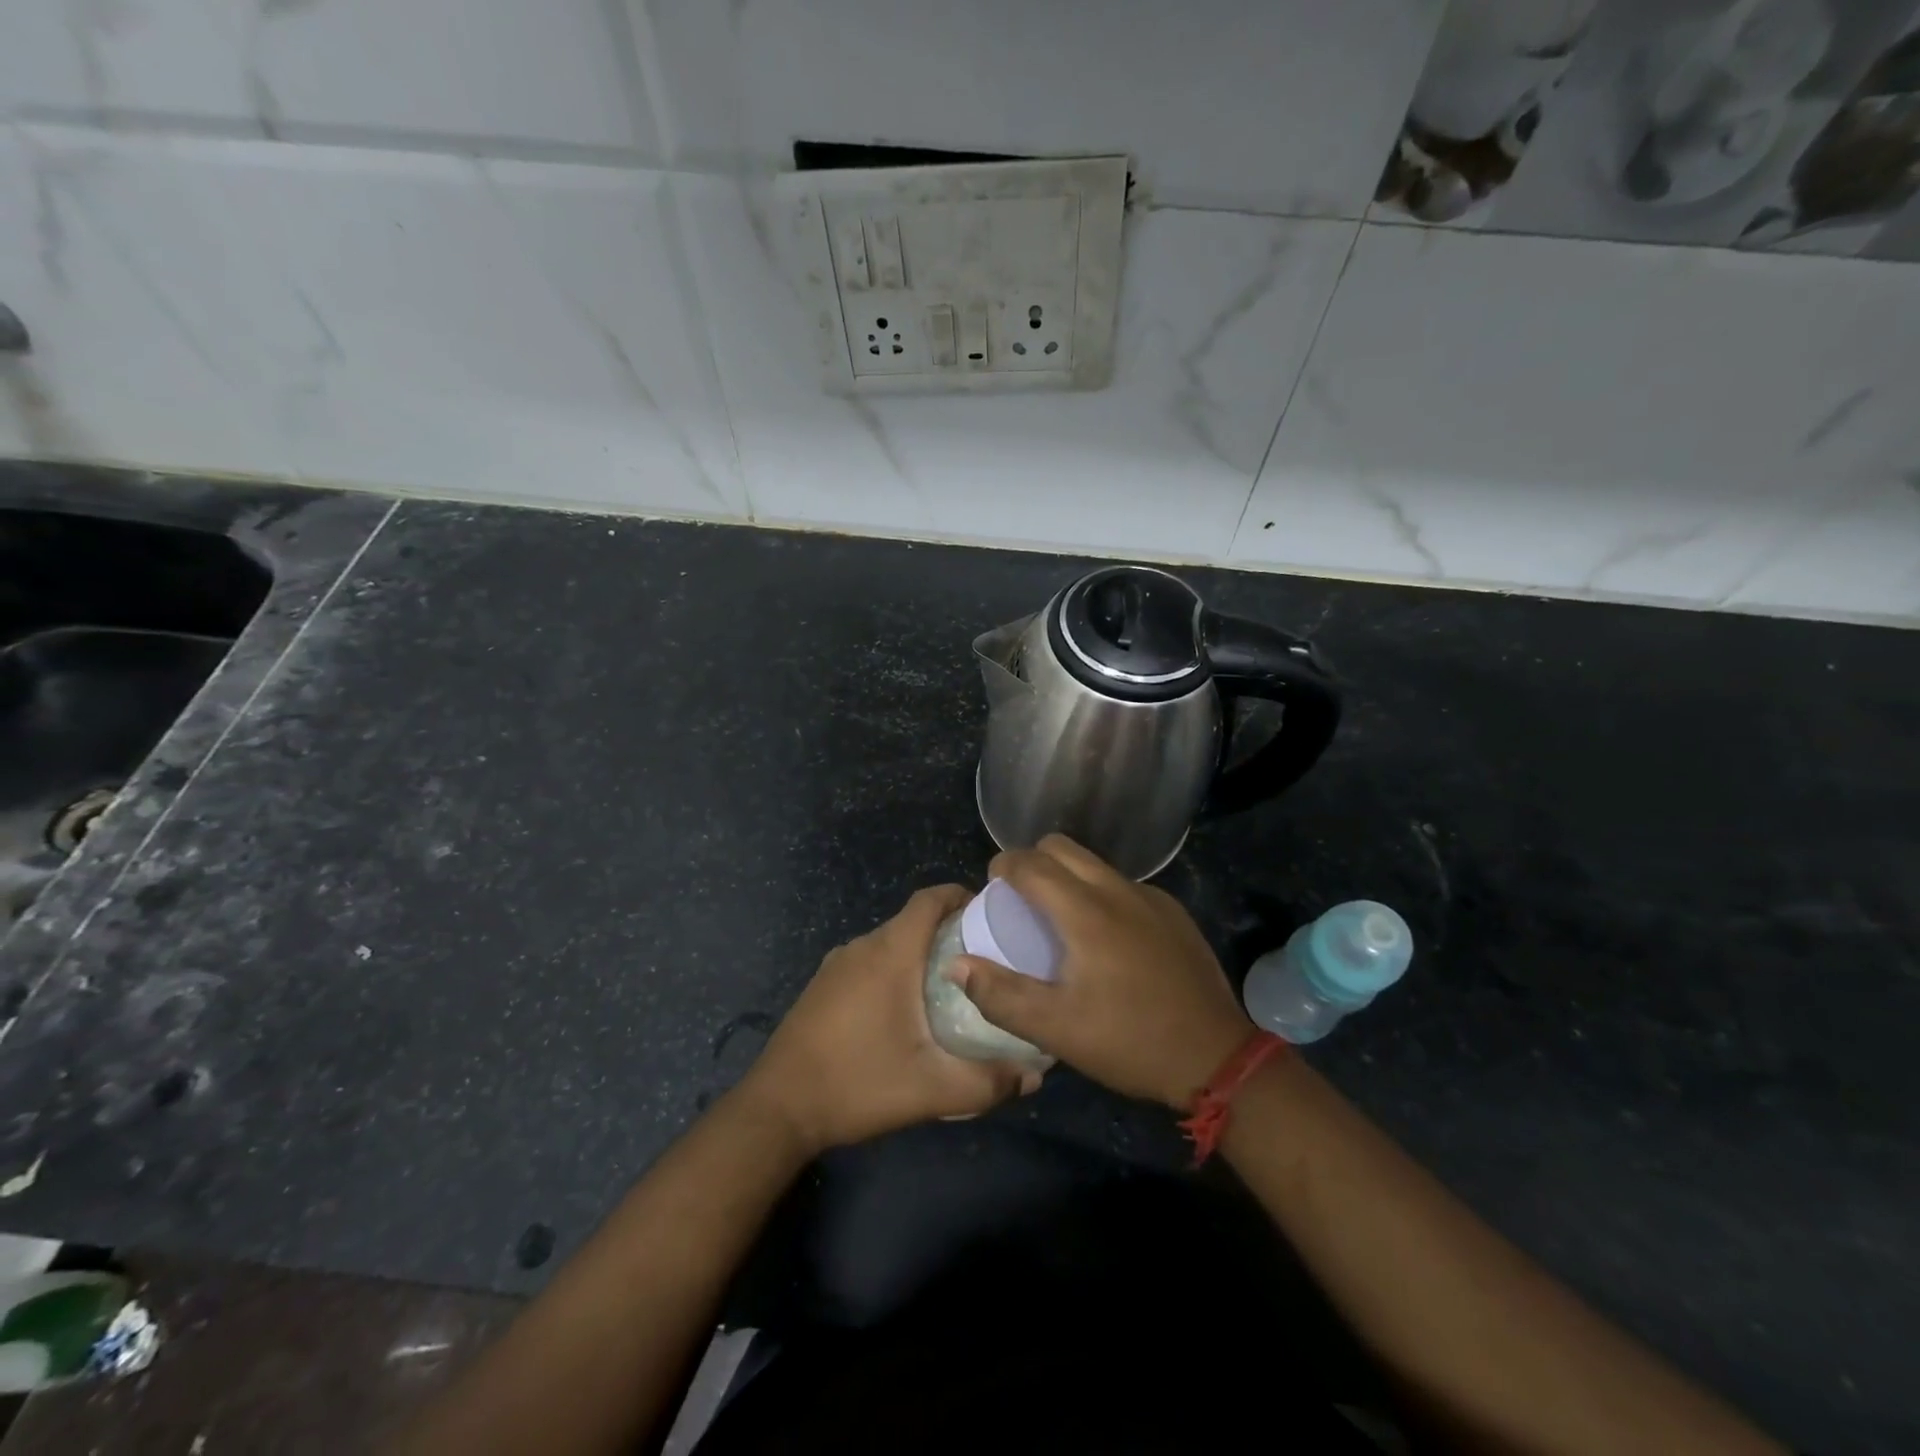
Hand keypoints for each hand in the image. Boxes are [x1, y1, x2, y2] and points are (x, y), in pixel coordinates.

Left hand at [740, 885, 1038, 1155]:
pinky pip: (868, 961)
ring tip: (952, 986)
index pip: (930, 899)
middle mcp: (862, 946)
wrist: (778, 1108)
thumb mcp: (931, 1089)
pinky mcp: (822, 985)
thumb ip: (987, 1082)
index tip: (992, 913)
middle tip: (984, 960)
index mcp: (890, 953)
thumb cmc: (857, 1084)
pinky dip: (894, 968)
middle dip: (950, 930)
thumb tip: (1035, 1075)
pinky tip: (906, 1010)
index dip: (961, 895)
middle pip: (913, 920)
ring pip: (890, 942)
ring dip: (920, 952)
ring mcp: (837, 964)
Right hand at [952, 835, 1252, 1109]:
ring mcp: (1151, 898)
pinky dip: (1100, 894)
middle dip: (1033, 860)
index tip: (992, 886)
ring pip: (1095, 863)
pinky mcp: (1174, 912)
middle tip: (1021, 899)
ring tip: (1059, 919)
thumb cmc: (1129, 1040)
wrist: (1216, 1057)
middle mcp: (1117, 890)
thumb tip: (956, 963)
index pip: (1031, 863)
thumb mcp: (1056, 1028)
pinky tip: (1107, 939)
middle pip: (1062, 847)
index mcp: (1085, 911)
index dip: (1004, 865)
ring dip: (1067, 875)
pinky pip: (1123, 885)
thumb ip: (1000, 994)